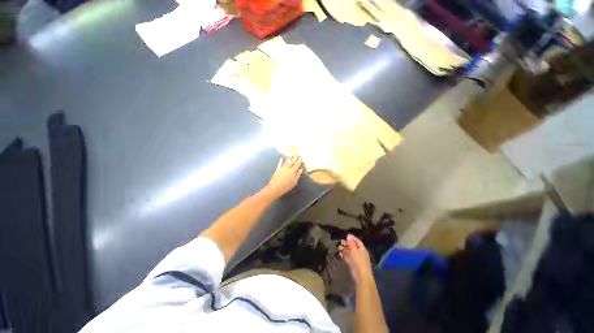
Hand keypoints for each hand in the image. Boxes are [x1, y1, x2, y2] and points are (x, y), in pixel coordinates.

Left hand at [266, 155, 302, 198]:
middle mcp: (287, 168)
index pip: (297, 164)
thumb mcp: (294, 182)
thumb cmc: (287, 185)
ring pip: (286, 162)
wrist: (276, 187)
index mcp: (292, 171)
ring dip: (289, 158)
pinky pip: (279, 164)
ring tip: (291, 155)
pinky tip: (281, 158)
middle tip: (297, 155)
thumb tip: (301, 169)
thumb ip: (298, 175)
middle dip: (295, 158)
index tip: (301, 157)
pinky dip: (280, 161)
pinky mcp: (277, 169)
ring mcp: (282, 168)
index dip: (299, 161)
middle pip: (292, 162)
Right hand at [339, 234, 372, 283]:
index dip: (353, 238)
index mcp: (362, 249)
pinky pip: (348, 258)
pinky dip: (344, 255)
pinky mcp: (352, 264)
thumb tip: (348, 236)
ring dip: (344, 249)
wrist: (360, 275)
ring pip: (350, 252)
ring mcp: (356, 259)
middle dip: (347, 244)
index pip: (358, 242)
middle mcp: (359, 254)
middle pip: (353, 247)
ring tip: (339, 247)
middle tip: (341, 241)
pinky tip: (340, 253)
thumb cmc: (359, 260)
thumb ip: (351, 243)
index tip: (347, 235)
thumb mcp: (354, 250)